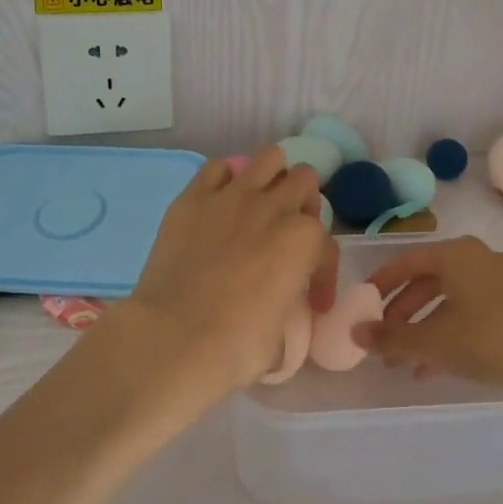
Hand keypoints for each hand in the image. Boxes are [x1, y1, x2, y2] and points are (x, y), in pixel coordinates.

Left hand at [116, 145, 337, 403]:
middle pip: (304, 180)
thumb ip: (290, 307)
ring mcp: (233, 196)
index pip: (327, 247)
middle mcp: (274, 207)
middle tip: (287, 233)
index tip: (312, 303)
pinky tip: (221, 203)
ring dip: (272, 176)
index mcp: (304, 240)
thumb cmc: (237, 347)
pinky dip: (225, 180)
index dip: (323, 277)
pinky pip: (217, 168)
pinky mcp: (193, 198)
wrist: (175, 338)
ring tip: (261, 202)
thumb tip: (279, 308)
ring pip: (269, 156)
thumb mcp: (284, 336)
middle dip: (303, 204)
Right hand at [356, 236, 502, 406]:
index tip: (361, 308)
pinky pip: (471, 314)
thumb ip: (391, 339)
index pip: (405, 261)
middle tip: (383, 344)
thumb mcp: (435, 343)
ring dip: (424, 330)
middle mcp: (477, 259)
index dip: (379, 284)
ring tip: (405, 365)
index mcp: (455, 255)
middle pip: (426, 282)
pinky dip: (450, 335)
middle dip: (401, 315)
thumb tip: (355, 333)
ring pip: (449, 302)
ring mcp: (502, 282)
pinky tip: (438, 368)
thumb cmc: (494, 340)